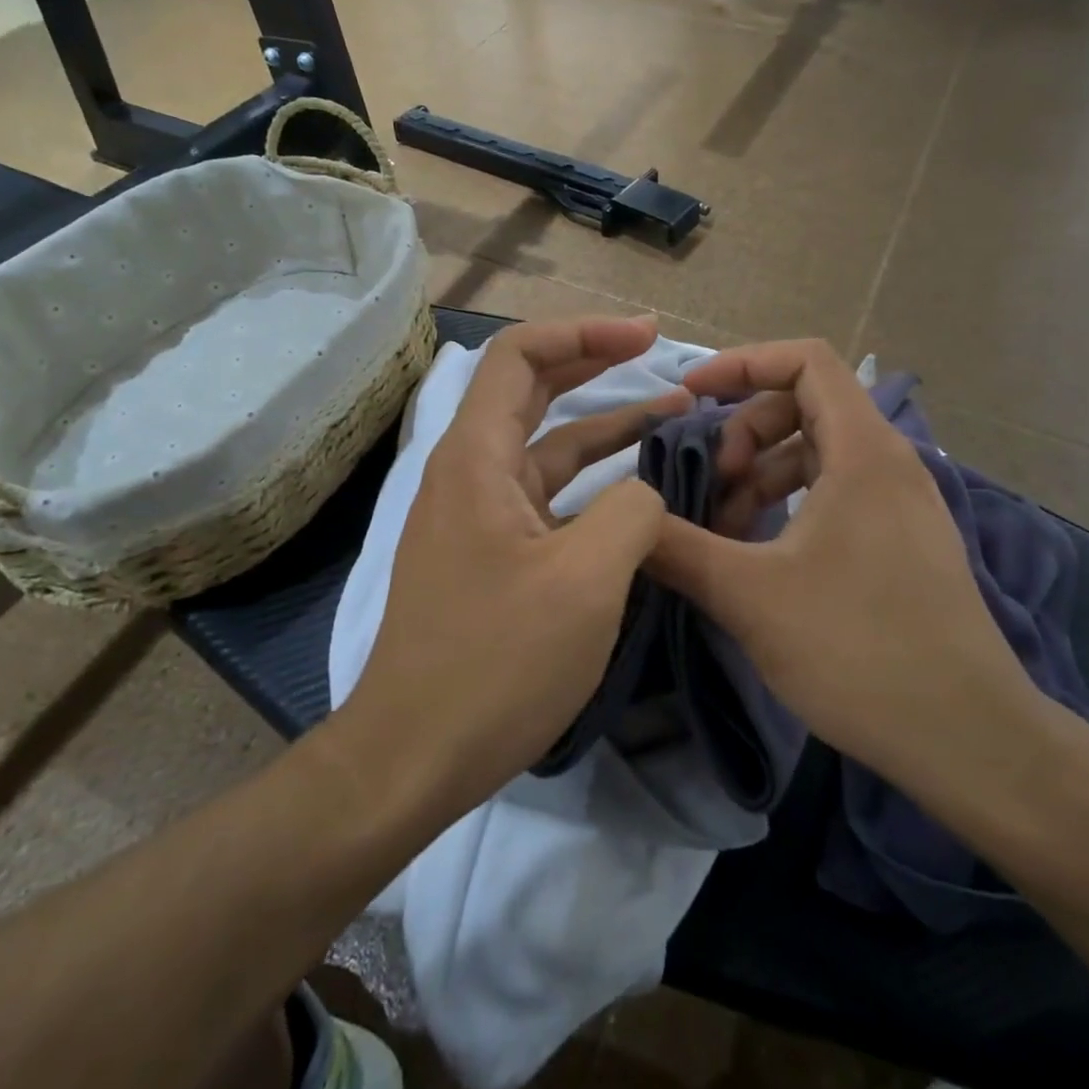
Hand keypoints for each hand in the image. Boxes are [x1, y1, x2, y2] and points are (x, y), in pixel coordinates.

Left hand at [338, 315, 688, 817]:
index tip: (647, 336)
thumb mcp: (585, 581)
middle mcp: (471, 472)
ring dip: (607, 426)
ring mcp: (481, 514)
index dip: (584, 332)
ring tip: (674, 416)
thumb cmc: (495, 664)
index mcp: (476, 458)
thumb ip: (631, 512)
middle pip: (533, 390)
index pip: (520, 355)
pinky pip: (550, 496)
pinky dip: (595, 481)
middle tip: (665, 358)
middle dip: (598, 364)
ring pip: (549, 446)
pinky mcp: (495, 553)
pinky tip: (638, 492)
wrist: (414, 756)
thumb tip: (646, 491)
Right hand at [647, 340, 1046, 808]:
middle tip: (712, 485)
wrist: (968, 738)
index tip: (691, 396)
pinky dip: (790, 505)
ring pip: (817, 454)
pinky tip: (760, 554)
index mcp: (862, 451)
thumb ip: (678, 549)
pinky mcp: (902, 541)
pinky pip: (836, 493)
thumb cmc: (859, 650)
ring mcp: (900, 503)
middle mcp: (888, 462)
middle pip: (805, 404)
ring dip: (762, 475)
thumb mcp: (750, 596)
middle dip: (745, 432)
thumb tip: (627, 520)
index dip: (742, 363)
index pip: (805, 359)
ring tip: (725, 531)